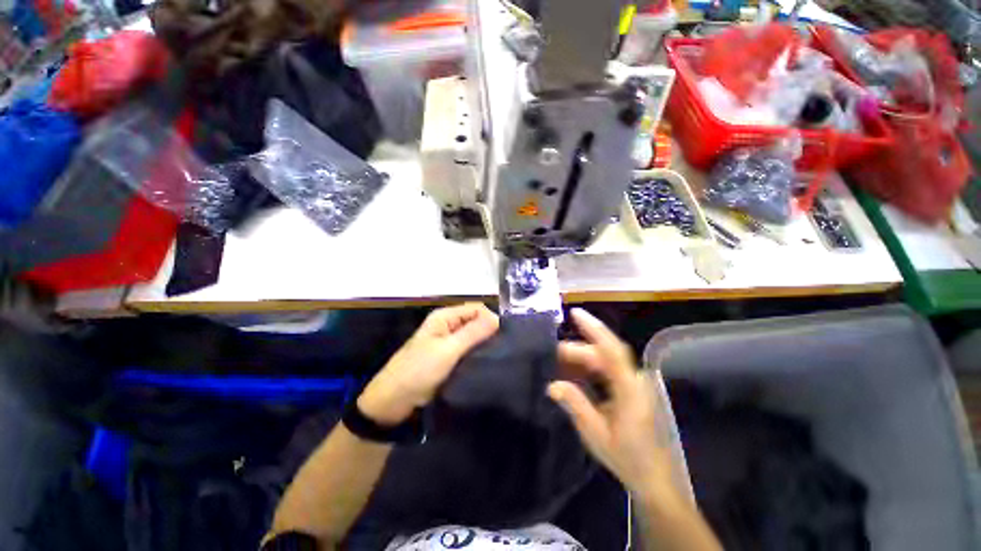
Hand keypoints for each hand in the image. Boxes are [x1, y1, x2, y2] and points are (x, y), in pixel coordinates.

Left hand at [358, 303, 498, 424]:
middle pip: (475, 322)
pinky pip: (468, 351)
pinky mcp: (449, 358)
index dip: (490, 319)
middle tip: (504, 349)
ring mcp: (448, 343)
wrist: (392, 402)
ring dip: (484, 345)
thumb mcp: (448, 350)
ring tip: (499, 357)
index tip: (504, 337)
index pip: (476, 309)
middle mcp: (447, 326)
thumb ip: (473, 333)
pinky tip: (488, 364)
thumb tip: (498, 319)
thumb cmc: (418, 371)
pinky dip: (477, 355)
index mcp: (445, 317)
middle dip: (489, 332)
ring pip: (473, 337)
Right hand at [548, 309, 679, 501]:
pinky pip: (607, 369)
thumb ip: (575, 405)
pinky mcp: (629, 388)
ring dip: (582, 357)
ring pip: (605, 359)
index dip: (594, 329)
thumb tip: (552, 385)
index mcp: (629, 389)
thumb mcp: (596, 434)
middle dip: (577, 350)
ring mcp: (633, 383)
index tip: (575, 314)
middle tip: (553, 355)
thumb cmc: (627, 458)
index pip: (611, 350)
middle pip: (604, 353)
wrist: (653, 478)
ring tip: (559, 362)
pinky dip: (589, 367)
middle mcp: (633, 380)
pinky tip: (575, 372)